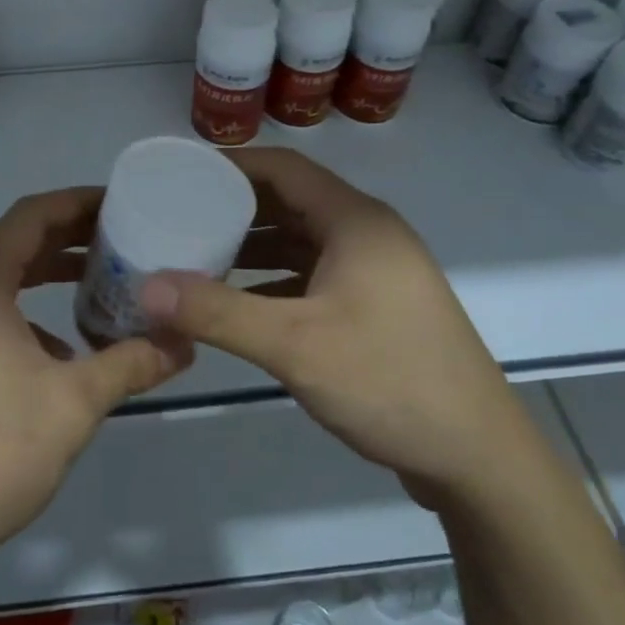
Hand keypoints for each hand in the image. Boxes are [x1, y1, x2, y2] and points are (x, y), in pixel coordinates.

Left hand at [0, 188, 191, 568]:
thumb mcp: (75, 402)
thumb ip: (132, 363)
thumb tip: (184, 344)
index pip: (30, 216)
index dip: (76, 202)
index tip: (119, 203)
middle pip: (14, 243)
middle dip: (68, 237)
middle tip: (121, 239)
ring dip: (47, 274)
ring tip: (99, 283)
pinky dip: (25, 311)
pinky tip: (60, 349)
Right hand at [139, 148, 539, 507]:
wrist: (479, 459)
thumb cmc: (389, 382)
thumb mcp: (295, 345)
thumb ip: (217, 312)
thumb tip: (146, 287)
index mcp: (356, 222)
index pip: (285, 168)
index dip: (232, 165)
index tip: (181, 173)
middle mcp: (368, 235)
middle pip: (292, 202)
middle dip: (235, 207)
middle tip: (179, 216)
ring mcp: (376, 273)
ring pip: (303, 242)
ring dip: (253, 247)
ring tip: (197, 256)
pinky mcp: (377, 308)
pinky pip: (314, 276)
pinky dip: (275, 281)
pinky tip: (239, 303)